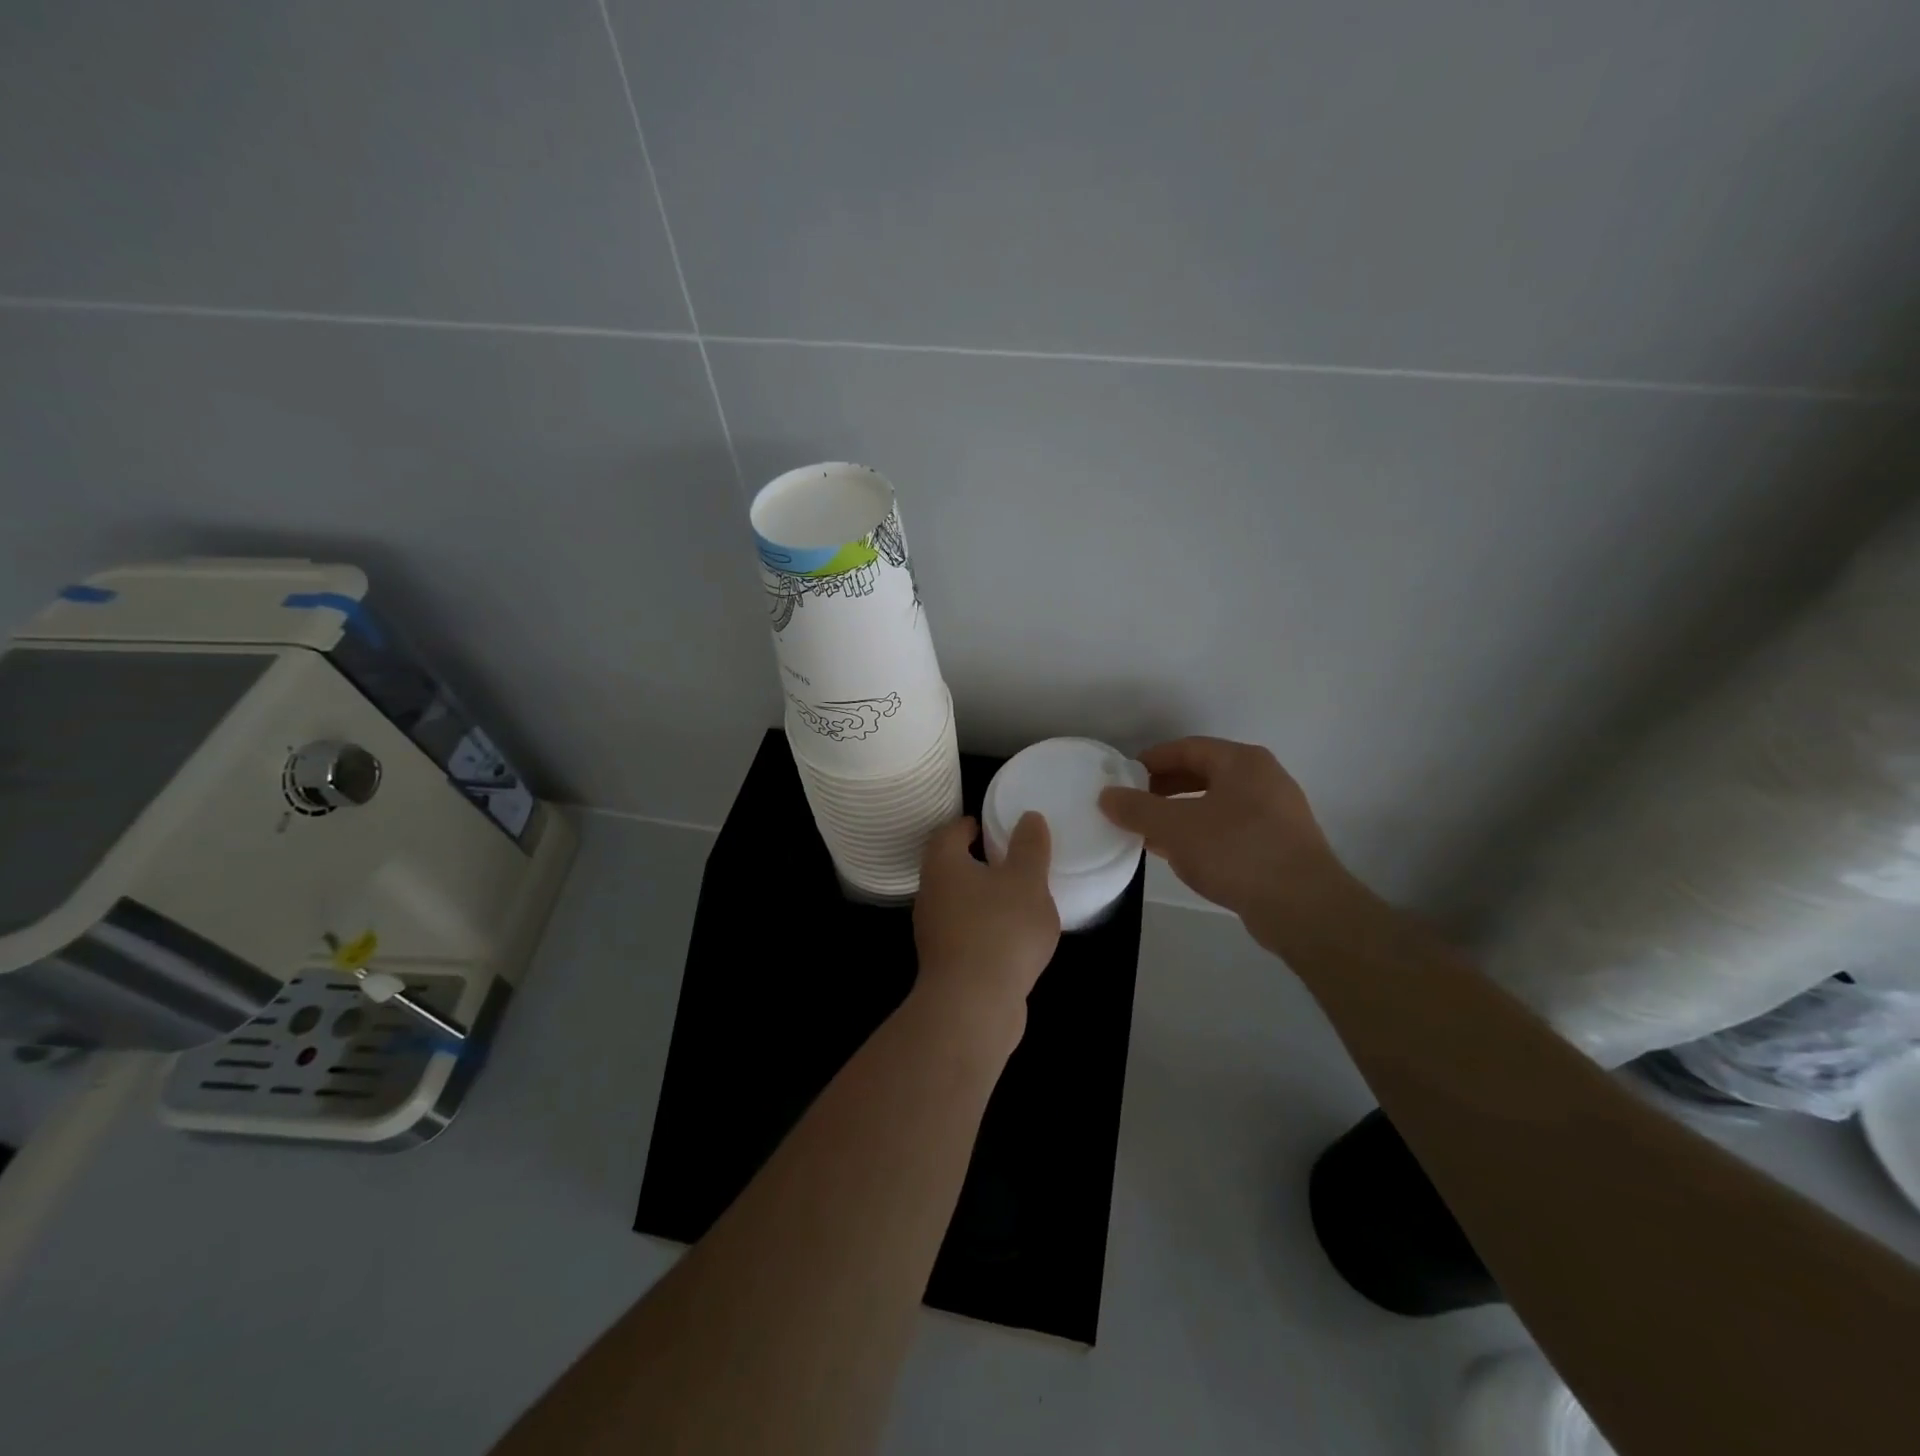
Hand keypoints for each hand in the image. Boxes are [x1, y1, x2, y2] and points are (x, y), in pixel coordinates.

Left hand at [912, 814, 1061, 1041]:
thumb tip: (1028, 817)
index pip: (950, 832)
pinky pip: (966, 933)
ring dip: (982, 897)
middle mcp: (930, 893)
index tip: (992, 826)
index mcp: (943, 864)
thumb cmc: (1000, 929)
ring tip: (1018, 898)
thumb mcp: (1027, 880)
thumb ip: (1029, 847)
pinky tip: (1012, 938)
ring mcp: (933, 931)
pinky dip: (985, 927)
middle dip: (977, 861)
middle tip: (1011, 859)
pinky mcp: (945, 962)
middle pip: (951, 867)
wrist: (973, 1005)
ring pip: (958, 902)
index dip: (970, 825)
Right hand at [1099, 737, 1354, 951]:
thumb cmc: (1237, 852)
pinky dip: (1202, 834)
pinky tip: (1182, 856)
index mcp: (1242, 762)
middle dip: (1164, 789)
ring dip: (1181, 814)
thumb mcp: (1176, 828)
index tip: (1123, 778)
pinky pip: (1231, 828)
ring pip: (1216, 803)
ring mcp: (1277, 813)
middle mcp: (1264, 779)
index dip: (1151, 761)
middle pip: (1203, 774)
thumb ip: (1137, 809)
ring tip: (1150, 833)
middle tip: (1133, 806)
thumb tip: (1106, 796)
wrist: (1304, 908)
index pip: (1187, 748)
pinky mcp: (1280, 845)